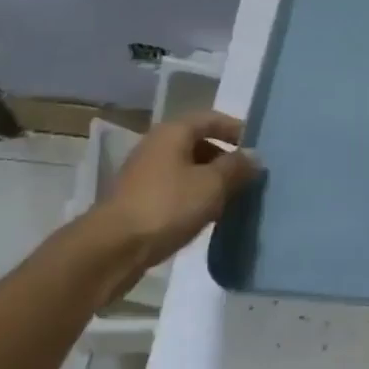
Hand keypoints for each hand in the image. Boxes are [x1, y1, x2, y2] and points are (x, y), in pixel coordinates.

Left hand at [86, 111, 260, 298]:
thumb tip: (254, 156)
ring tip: (233, 198)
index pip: (211, 118)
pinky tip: (207, 215)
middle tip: (248, 177)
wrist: (111, 250)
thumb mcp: (212, 185)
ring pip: (187, 169)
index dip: (236, 129)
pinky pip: (175, 190)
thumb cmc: (166, 206)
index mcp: (173, 132)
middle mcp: (157, 146)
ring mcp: (145, 174)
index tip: (257, 148)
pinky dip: (194, 197)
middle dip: (225, 157)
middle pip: (199, 143)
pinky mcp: (139, 201)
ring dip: (210, 180)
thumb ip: (237, 167)